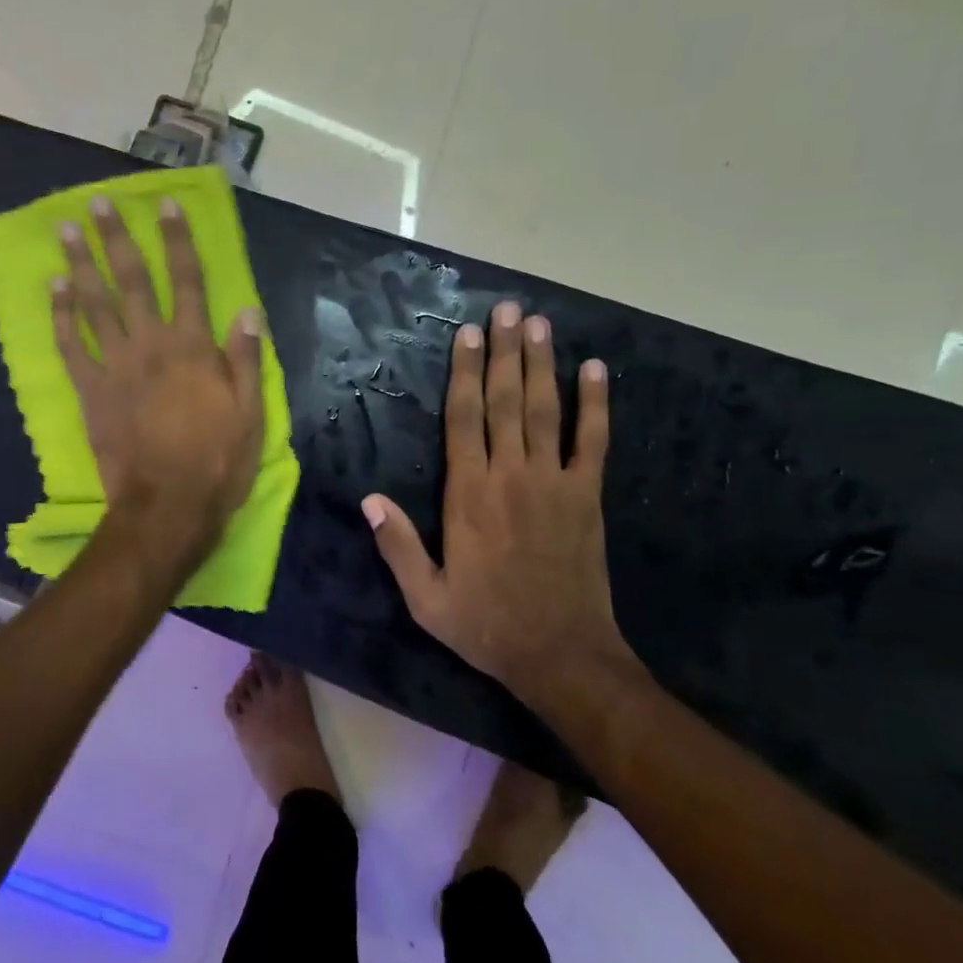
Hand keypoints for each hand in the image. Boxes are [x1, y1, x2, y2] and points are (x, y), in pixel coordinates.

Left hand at [53, 194, 264, 562]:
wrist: (167, 507)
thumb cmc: (217, 463)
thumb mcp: (251, 414)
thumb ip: (246, 359)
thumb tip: (247, 310)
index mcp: (194, 348)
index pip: (187, 280)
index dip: (178, 240)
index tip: (166, 205)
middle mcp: (152, 345)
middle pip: (132, 281)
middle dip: (117, 239)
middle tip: (98, 203)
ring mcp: (116, 367)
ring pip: (95, 305)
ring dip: (81, 265)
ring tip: (67, 230)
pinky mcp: (91, 392)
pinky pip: (71, 347)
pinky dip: (60, 317)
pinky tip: (53, 289)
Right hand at [362, 302, 638, 704]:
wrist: (561, 654)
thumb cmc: (486, 624)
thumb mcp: (425, 597)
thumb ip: (397, 545)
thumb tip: (368, 499)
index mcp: (468, 495)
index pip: (463, 420)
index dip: (465, 373)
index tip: (468, 334)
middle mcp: (511, 476)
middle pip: (505, 401)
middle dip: (504, 352)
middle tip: (507, 309)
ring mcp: (554, 482)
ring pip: (545, 411)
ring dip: (541, 364)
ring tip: (539, 324)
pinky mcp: (587, 496)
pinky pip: (592, 441)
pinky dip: (595, 404)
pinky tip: (594, 370)